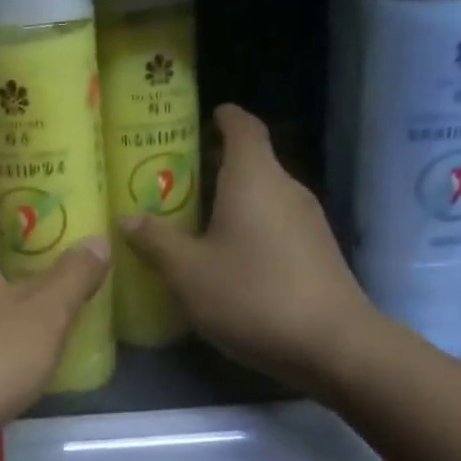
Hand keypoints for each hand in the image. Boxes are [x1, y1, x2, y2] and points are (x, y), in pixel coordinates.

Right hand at [121, 105, 371, 396]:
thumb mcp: (189, 272)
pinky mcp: (317, 251)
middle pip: (253, 161)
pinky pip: (276, 222)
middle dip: (217, 163)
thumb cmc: (253, 295)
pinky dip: (250, 225)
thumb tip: (128, 218)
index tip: (206, 116)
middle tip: (177, 178)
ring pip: (264, 195)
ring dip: (232, 199)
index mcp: (254, 178)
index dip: (225, 117)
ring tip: (195, 218)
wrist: (333, 344)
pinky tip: (229, 256)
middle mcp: (286, 188)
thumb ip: (156, 241)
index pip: (243, 127)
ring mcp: (308, 220)